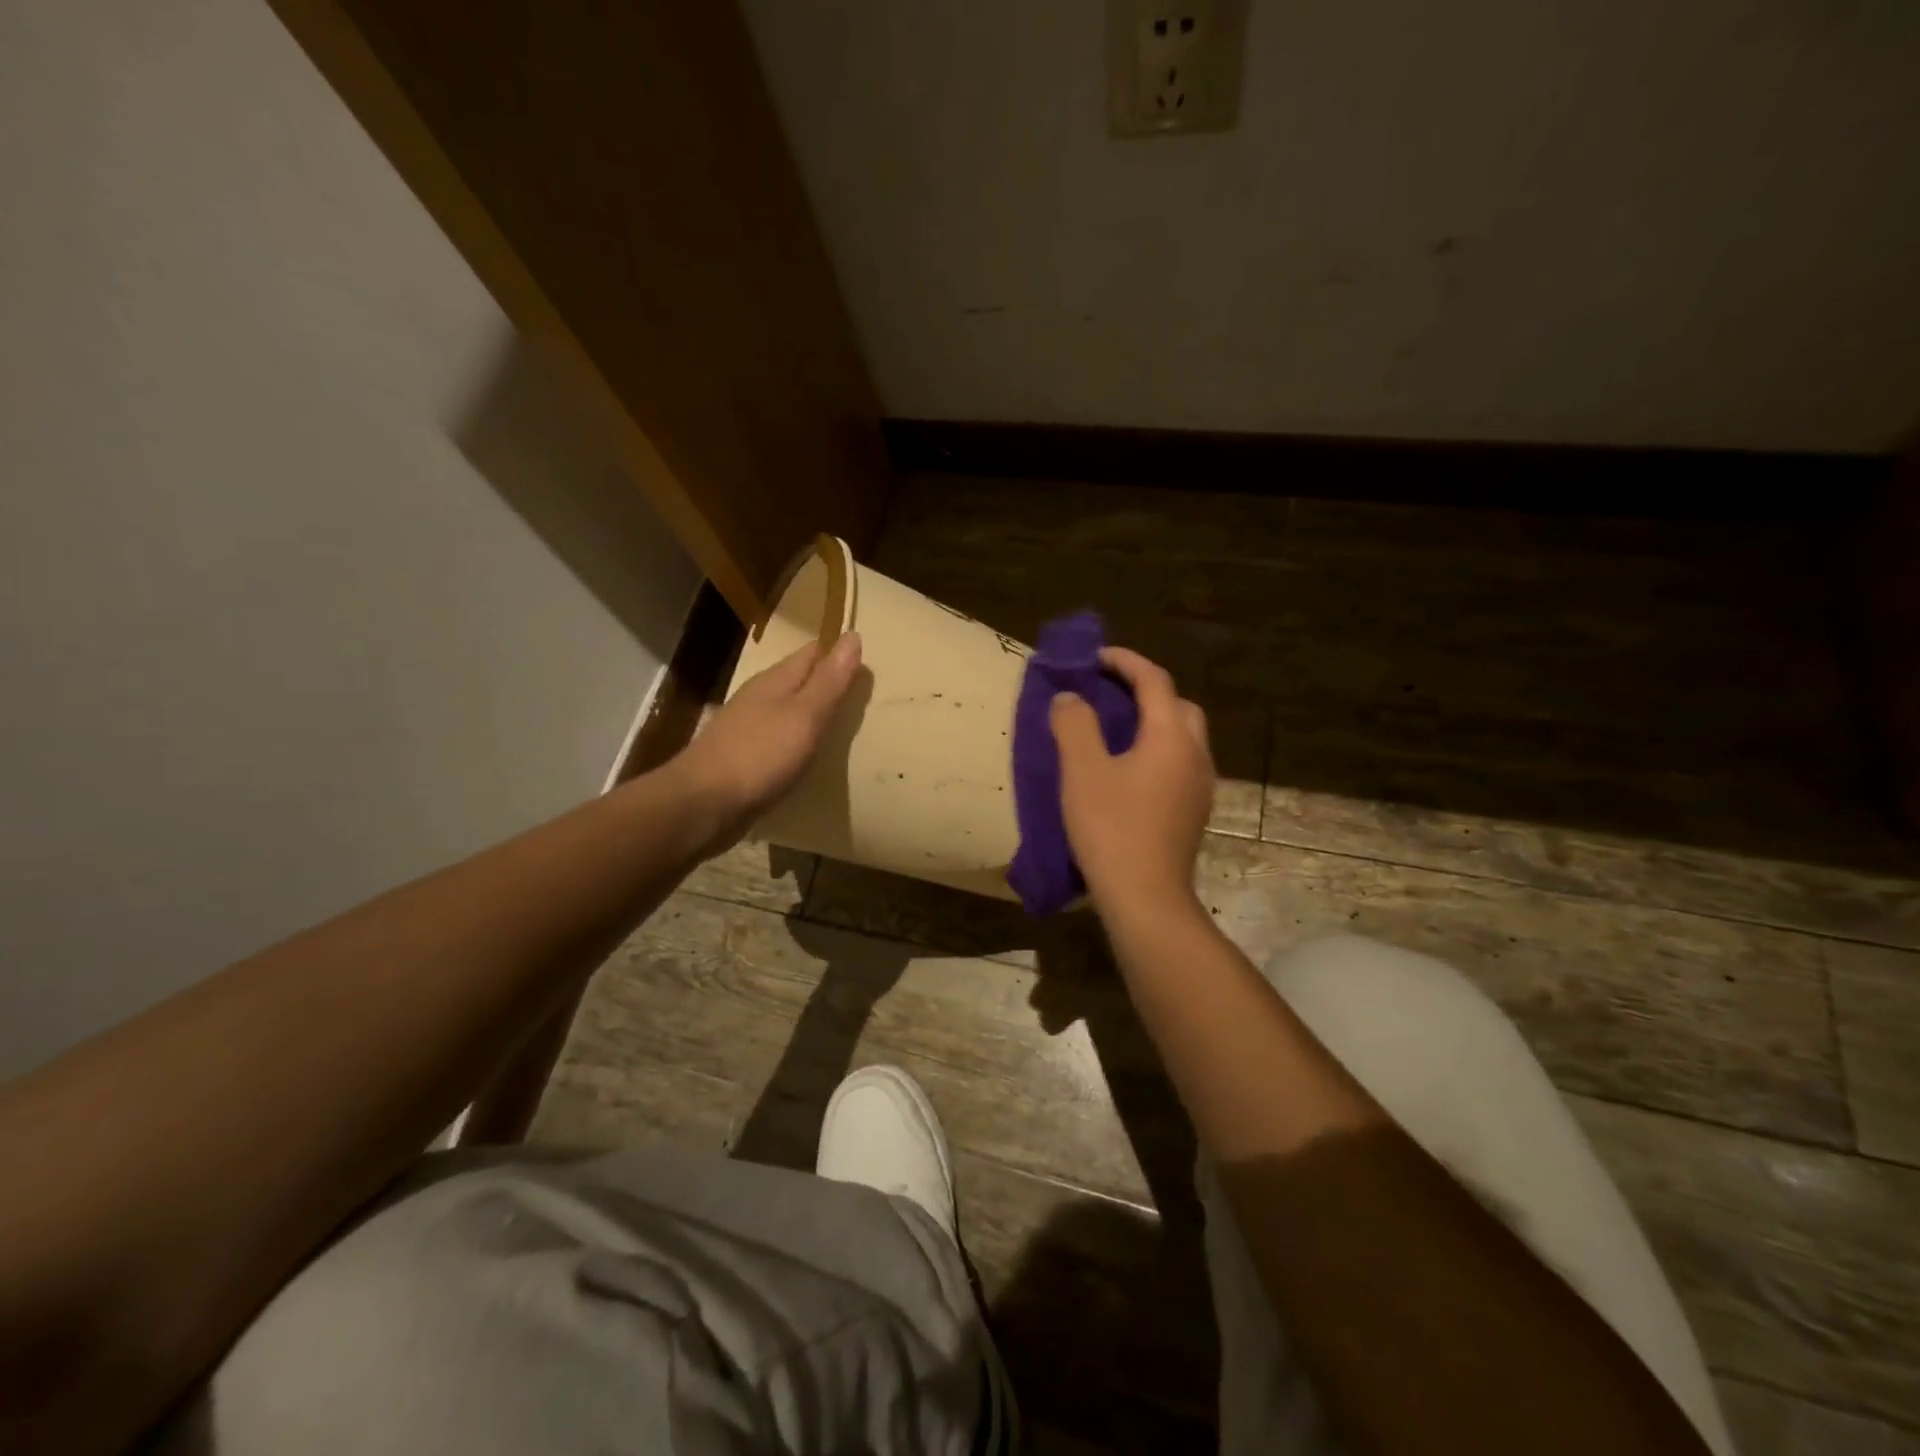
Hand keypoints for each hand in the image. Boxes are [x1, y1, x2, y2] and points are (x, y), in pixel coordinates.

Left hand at [673, 632, 862, 847]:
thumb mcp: (805, 715)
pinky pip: (778, 741)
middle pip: (799, 681)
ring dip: (812, 714)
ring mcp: (747, 729)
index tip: (868, 664)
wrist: (703, 805)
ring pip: (788, 711)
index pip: (812, 653)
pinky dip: (797, 742)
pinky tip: (808, 757)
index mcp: (775, 681)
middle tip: (862, 696)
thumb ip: (830, 681)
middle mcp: (759, 698)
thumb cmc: (759, 755)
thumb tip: (852, 635)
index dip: (839, 654)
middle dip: (827, 684)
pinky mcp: (743, 759)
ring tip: (842, 726)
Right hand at [1050, 647, 1213, 915]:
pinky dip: (1157, 750)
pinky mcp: (1194, 812)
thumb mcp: (1082, 771)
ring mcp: (1200, 786)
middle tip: (1109, 693)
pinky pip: (1179, 763)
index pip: (1154, 680)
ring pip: (1182, 736)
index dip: (1124, 661)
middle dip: (1146, 691)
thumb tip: (1070, 697)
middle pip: (1177, 706)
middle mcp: (1195, 754)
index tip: (1094, 657)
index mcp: (1170, 736)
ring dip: (1154, 722)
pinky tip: (1129, 771)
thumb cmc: (1112, 829)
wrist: (1146, 898)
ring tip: (1115, 730)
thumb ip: (1074, 724)